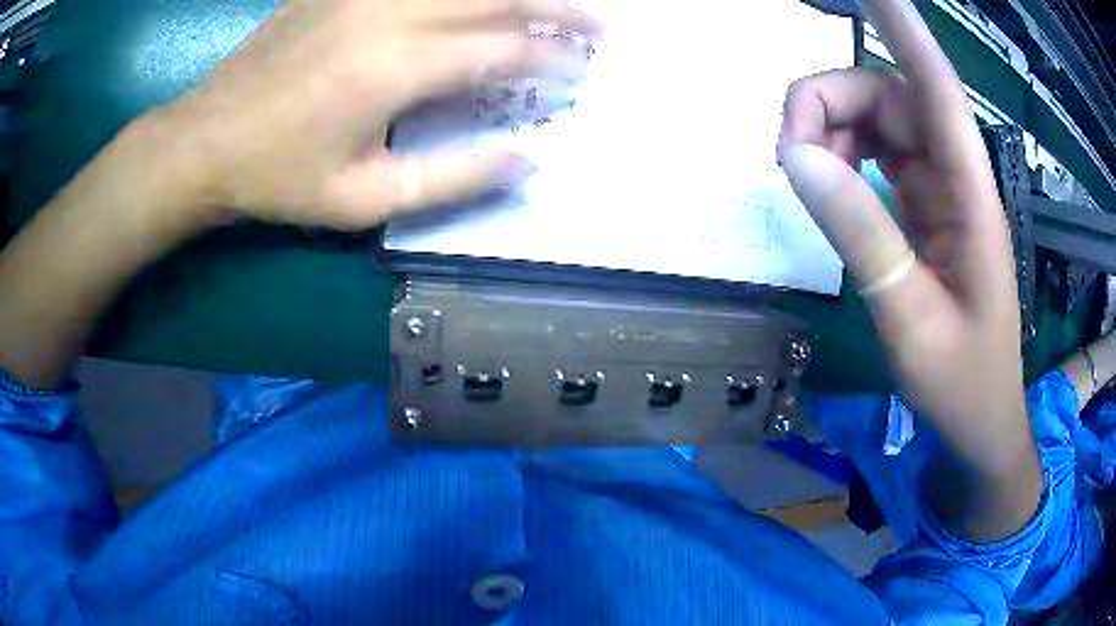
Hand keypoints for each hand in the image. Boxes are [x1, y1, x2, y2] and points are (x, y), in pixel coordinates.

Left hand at [156, 0, 600, 230]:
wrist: (205, 141)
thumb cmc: (277, 178)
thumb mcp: (362, 200)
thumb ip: (451, 179)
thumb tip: (526, 160)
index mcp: (394, 67)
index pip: (502, 50)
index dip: (552, 61)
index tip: (583, 75)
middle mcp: (387, 13)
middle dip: (559, 8)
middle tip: (600, 25)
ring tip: (555, 4)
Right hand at [778, 0, 1038, 539]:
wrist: (980, 418)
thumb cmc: (961, 381)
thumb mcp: (908, 318)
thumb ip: (861, 233)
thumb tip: (798, 157)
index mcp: (970, 193)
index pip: (936, 86)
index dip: (903, 28)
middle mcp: (956, 174)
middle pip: (890, 94)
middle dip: (831, 102)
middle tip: (785, 152)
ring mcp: (940, 188)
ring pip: (879, 119)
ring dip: (832, 130)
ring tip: (800, 173)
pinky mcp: (926, 206)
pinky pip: (878, 154)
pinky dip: (842, 157)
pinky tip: (824, 182)